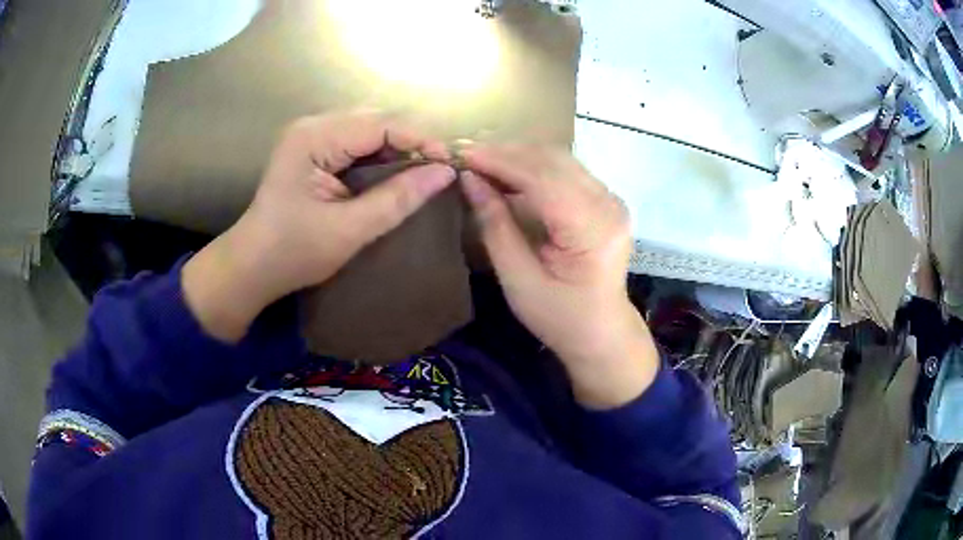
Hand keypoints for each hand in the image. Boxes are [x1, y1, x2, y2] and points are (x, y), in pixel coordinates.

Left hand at [183, 112, 454, 341]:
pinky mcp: (314, 151)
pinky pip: (357, 144)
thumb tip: (445, 173)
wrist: (251, 267)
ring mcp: (311, 137)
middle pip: (376, 121)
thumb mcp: (349, 230)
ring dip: (398, 149)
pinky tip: (397, 174)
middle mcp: (313, 126)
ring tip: (425, 172)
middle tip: (440, 170)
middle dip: (411, 142)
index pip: (380, 124)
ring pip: (369, 131)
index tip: (451, 164)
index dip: (420, 139)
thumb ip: (397, 199)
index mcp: (314, 138)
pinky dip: (381, 158)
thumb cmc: (292, 252)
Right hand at [460, 144, 658, 408]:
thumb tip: (469, 180)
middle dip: (506, 153)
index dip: (500, 161)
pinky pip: (566, 170)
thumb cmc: (560, 318)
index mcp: (592, 229)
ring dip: (518, 156)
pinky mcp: (605, 200)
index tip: (461, 154)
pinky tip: (507, 172)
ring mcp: (611, 199)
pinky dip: (533, 166)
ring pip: (559, 159)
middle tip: (465, 154)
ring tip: (481, 161)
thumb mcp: (519, 281)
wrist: (602, 332)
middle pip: (553, 161)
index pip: (543, 179)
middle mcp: (608, 205)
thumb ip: (495, 227)